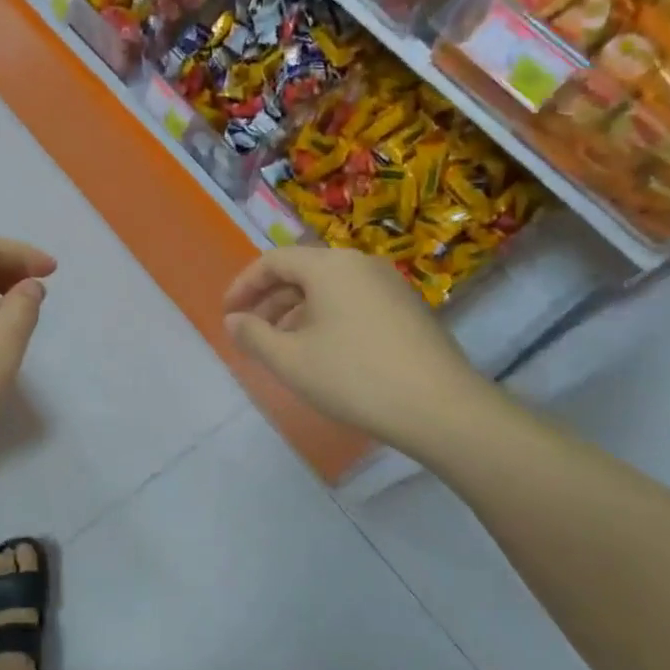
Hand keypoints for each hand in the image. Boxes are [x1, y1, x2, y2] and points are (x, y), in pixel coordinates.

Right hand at [222, 246, 501, 456]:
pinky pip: (354, 302)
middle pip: (303, 272)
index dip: (244, 286)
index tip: (228, 315)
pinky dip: (327, 319)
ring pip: (329, 289)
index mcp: (329, 266)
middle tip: (251, 334)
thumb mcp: (290, 360)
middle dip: (270, 302)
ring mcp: (390, 285)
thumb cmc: (354, 377)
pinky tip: (323, 353)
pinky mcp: (408, 309)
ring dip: (297, 313)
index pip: (273, 261)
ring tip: (282, 348)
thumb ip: (253, 335)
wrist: (441, 408)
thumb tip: (234, 320)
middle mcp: (360, 264)